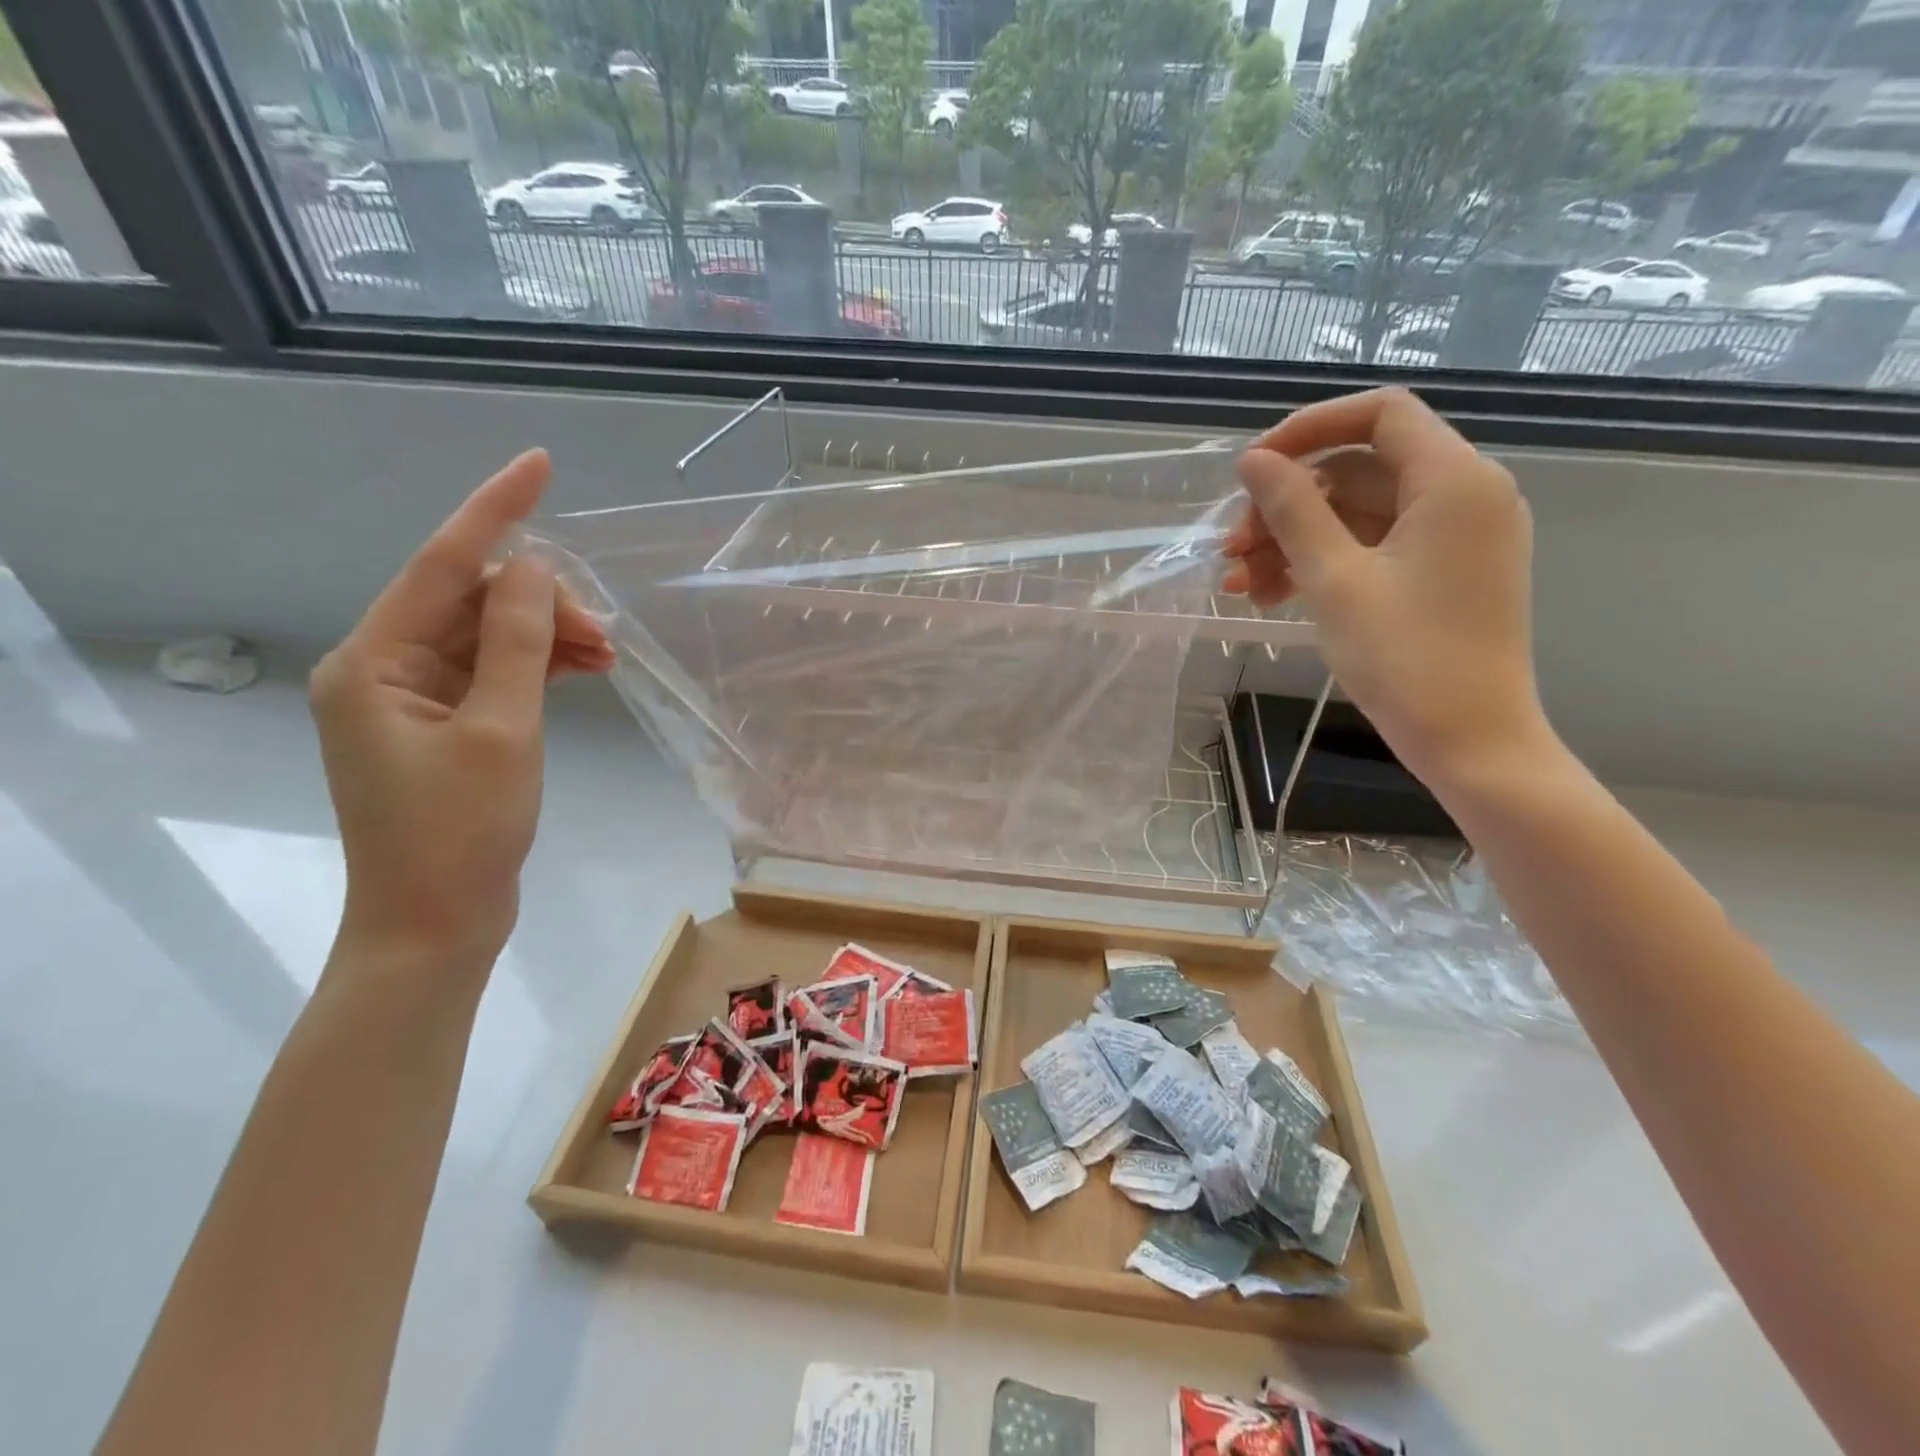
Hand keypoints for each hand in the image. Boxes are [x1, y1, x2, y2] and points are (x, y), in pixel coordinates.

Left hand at [309, 450, 614, 965]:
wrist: (437, 923)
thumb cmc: (463, 832)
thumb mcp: (501, 730)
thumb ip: (517, 642)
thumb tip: (531, 567)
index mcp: (372, 662)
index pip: (438, 565)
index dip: (493, 511)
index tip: (539, 465)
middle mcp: (381, 668)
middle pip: (470, 603)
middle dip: (540, 604)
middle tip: (604, 635)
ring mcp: (411, 698)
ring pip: (488, 636)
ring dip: (546, 635)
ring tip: (605, 655)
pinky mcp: (442, 724)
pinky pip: (493, 671)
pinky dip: (538, 665)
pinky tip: (583, 668)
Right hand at [1220, 388, 1549, 788]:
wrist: (1470, 742)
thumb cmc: (1405, 658)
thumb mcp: (1335, 579)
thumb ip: (1293, 509)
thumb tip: (1254, 460)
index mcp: (1454, 480)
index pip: (1380, 414)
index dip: (1309, 428)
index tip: (1253, 467)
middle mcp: (1463, 494)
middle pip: (1358, 470)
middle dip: (1286, 505)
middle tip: (1231, 550)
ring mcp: (1453, 537)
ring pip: (1356, 514)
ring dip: (1293, 542)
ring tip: (1241, 585)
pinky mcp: (1440, 572)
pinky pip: (1372, 547)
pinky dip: (1322, 563)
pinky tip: (1274, 595)